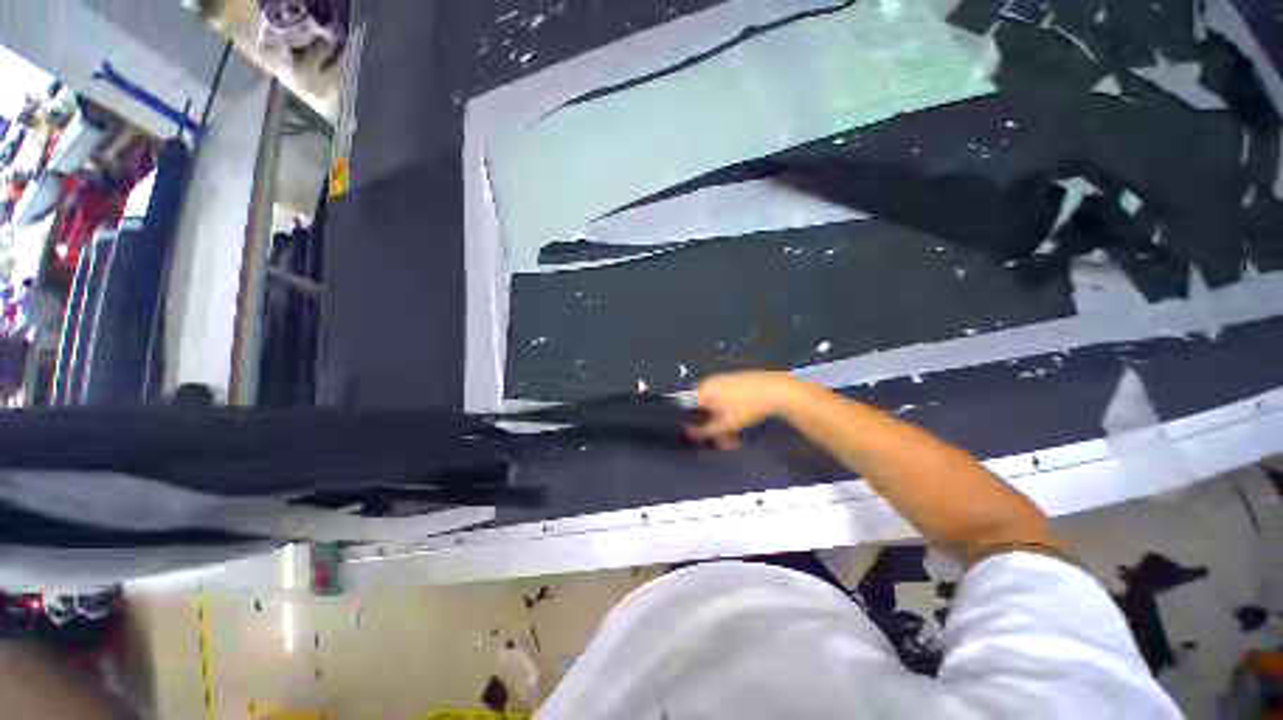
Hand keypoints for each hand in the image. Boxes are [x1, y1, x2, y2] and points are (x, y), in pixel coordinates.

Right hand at [688, 371, 796, 448]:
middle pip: (702, 407)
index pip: (686, 407)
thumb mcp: (726, 424)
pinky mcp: (735, 381)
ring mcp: (723, 380)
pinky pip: (725, 398)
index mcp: (703, 389)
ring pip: (715, 404)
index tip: (701, 437)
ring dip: (721, 421)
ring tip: (735, 435)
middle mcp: (709, 382)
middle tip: (723, 440)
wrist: (777, 390)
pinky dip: (728, 411)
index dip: (692, 423)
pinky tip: (741, 421)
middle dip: (710, 425)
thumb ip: (705, 431)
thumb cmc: (747, 407)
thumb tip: (689, 433)